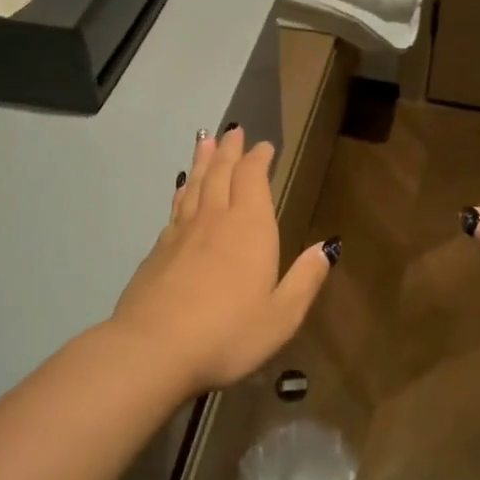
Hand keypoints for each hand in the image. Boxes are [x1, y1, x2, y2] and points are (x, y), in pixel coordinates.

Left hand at [108, 126, 334, 395]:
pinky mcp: (157, 252)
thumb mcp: (281, 316)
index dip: (258, 159)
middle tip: (233, 130)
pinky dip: (182, 192)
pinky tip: (182, 191)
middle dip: (230, 150)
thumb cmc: (228, 333)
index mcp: (249, 228)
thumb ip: (305, 279)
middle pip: (221, 173)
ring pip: (196, 186)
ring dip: (203, 161)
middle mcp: (215, 220)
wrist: (153, 350)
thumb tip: (327, 247)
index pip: (253, 179)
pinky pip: (176, 209)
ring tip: (205, 141)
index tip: (263, 146)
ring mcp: (181, 234)